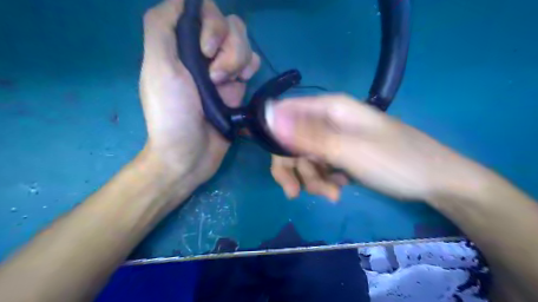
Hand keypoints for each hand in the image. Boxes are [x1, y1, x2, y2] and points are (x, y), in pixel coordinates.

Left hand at [139, 0, 258, 187]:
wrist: (191, 153)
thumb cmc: (173, 113)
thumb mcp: (158, 67)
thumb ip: (162, 27)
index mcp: (181, 45)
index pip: (203, 10)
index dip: (211, 24)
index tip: (205, 50)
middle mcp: (203, 53)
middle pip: (229, 25)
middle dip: (228, 47)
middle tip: (215, 77)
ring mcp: (223, 70)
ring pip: (244, 43)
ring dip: (239, 60)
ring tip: (225, 86)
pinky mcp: (238, 87)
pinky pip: (252, 63)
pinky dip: (250, 68)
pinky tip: (242, 83)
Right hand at [269, 95, 471, 201]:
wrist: (436, 181)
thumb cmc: (394, 161)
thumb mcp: (347, 149)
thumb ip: (307, 135)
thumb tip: (269, 116)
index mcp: (330, 108)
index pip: (287, 113)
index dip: (275, 137)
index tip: (276, 162)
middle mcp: (330, 120)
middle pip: (294, 141)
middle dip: (294, 168)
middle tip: (295, 193)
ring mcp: (336, 138)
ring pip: (307, 158)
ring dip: (313, 179)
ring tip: (332, 194)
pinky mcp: (343, 154)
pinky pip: (322, 166)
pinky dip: (326, 180)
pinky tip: (339, 189)